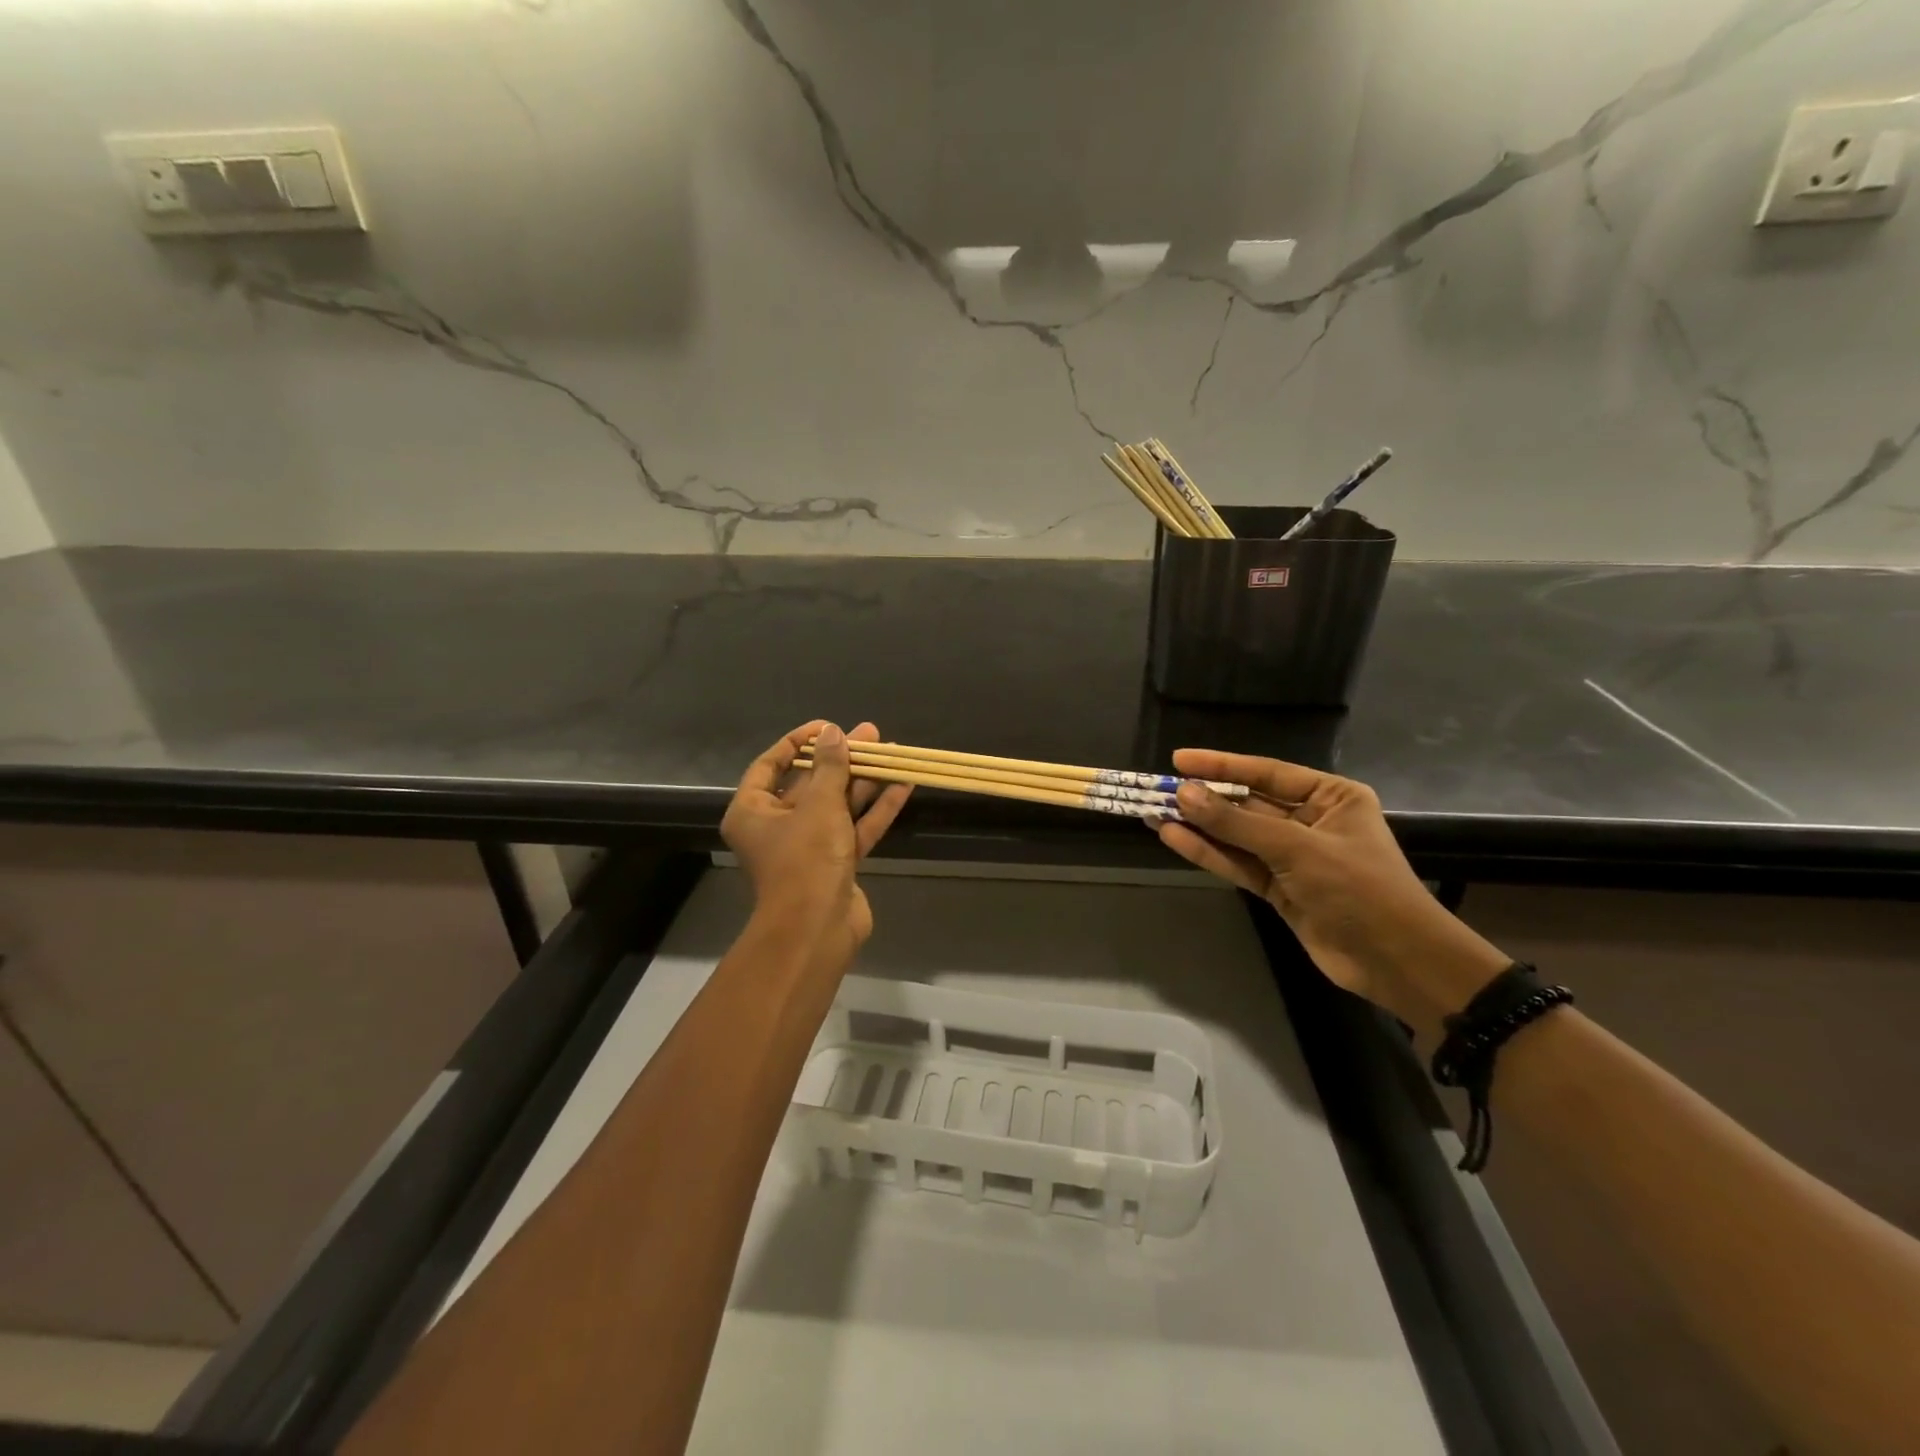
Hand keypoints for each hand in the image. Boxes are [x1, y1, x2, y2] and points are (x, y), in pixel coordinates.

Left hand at [722, 720, 911, 966]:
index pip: (770, 765)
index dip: (798, 742)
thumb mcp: (818, 805)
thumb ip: (829, 766)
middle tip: (871, 735)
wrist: (817, 929)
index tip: (827, 727)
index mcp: (753, 811)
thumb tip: (833, 732)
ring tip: (893, 752)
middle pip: (810, 784)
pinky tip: (902, 785)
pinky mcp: (837, 864)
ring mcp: (809, 847)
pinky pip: (856, 828)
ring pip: (838, 805)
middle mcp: (777, 826)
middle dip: (841, 759)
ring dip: (864, 781)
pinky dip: (876, 809)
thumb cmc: (805, 859)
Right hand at [1155, 749, 1509, 1033]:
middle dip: (1204, 798)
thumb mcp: (1296, 848)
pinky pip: (1237, 863)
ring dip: (1198, 826)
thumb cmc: (1358, 889)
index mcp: (1330, 797)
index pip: (1266, 773)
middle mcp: (1310, 821)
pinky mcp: (1279, 888)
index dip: (1221, 765)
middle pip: (1247, 803)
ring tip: (1153, 812)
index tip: (1179, 759)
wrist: (1396, 961)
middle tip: (1157, 788)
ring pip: (1236, 835)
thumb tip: (1184, 794)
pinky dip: (1208, 853)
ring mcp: (1292, 856)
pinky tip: (1173, 838)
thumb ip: (1237, 822)